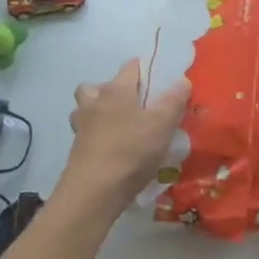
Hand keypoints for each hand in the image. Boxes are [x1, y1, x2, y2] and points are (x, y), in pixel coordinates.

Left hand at [59, 60, 188, 212]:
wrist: (93, 192)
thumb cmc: (131, 151)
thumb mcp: (163, 124)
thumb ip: (175, 100)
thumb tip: (182, 81)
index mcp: (116, 90)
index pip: (131, 66)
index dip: (146, 69)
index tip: (161, 81)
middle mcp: (94, 102)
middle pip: (99, 86)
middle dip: (114, 90)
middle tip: (135, 104)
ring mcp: (81, 127)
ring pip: (87, 109)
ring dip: (100, 112)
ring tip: (122, 126)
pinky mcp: (77, 150)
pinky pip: (88, 133)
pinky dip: (98, 136)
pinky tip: (116, 149)